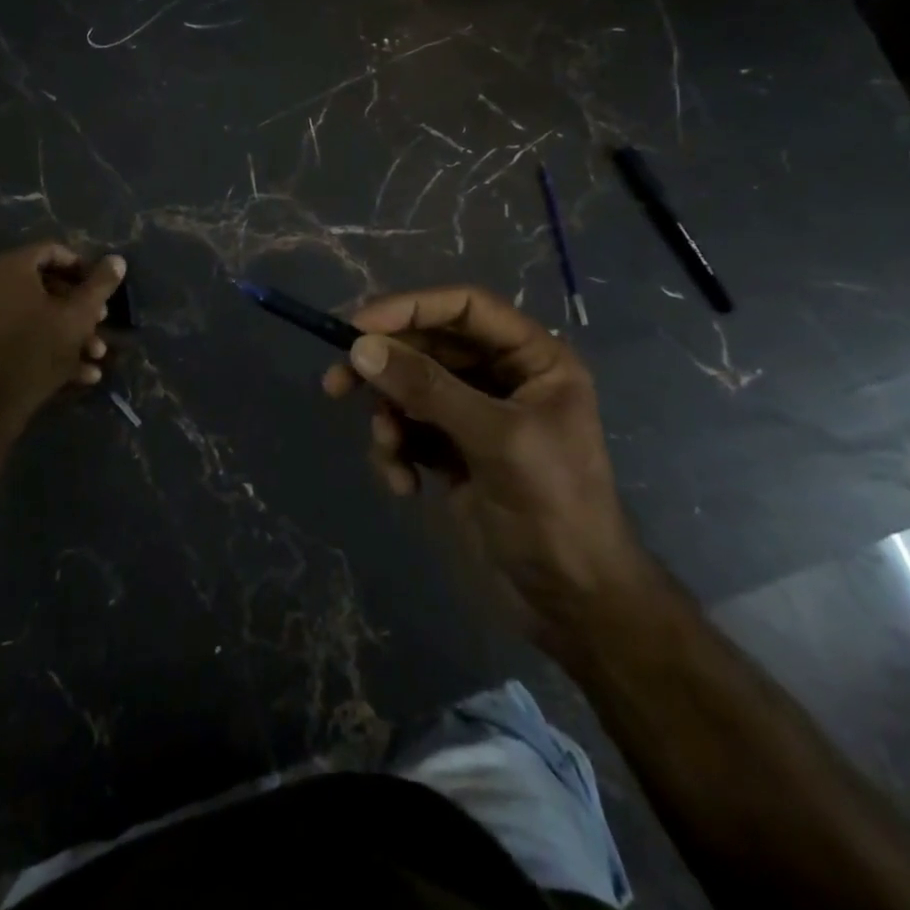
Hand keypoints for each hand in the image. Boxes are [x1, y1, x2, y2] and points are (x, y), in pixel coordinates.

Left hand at [0, 243, 122, 454]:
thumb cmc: (36, 352)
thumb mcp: (78, 317)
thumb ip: (100, 285)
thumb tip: (117, 259)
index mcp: (9, 267)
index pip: (52, 251)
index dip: (83, 268)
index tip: (103, 290)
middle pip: (43, 284)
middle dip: (78, 305)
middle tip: (101, 322)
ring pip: (33, 313)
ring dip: (68, 331)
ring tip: (95, 354)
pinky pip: (17, 332)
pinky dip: (45, 344)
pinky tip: (78, 372)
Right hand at [321, 286, 637, 637]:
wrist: (574, 602)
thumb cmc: (554, 507)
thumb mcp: (495, 440)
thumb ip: (428, 390)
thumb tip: (360, 348)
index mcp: (532, 358)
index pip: (465, 307)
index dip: (410, 308)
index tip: (357, 327)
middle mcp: (503, 377)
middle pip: (429, 347)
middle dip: (385, 368)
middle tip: (336, 383)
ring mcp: (476, 416)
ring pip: (411, 391)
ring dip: (389, 418)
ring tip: (388, 451)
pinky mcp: (454, 452)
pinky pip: (410, 431)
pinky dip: (397, 452)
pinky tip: (403, 485)